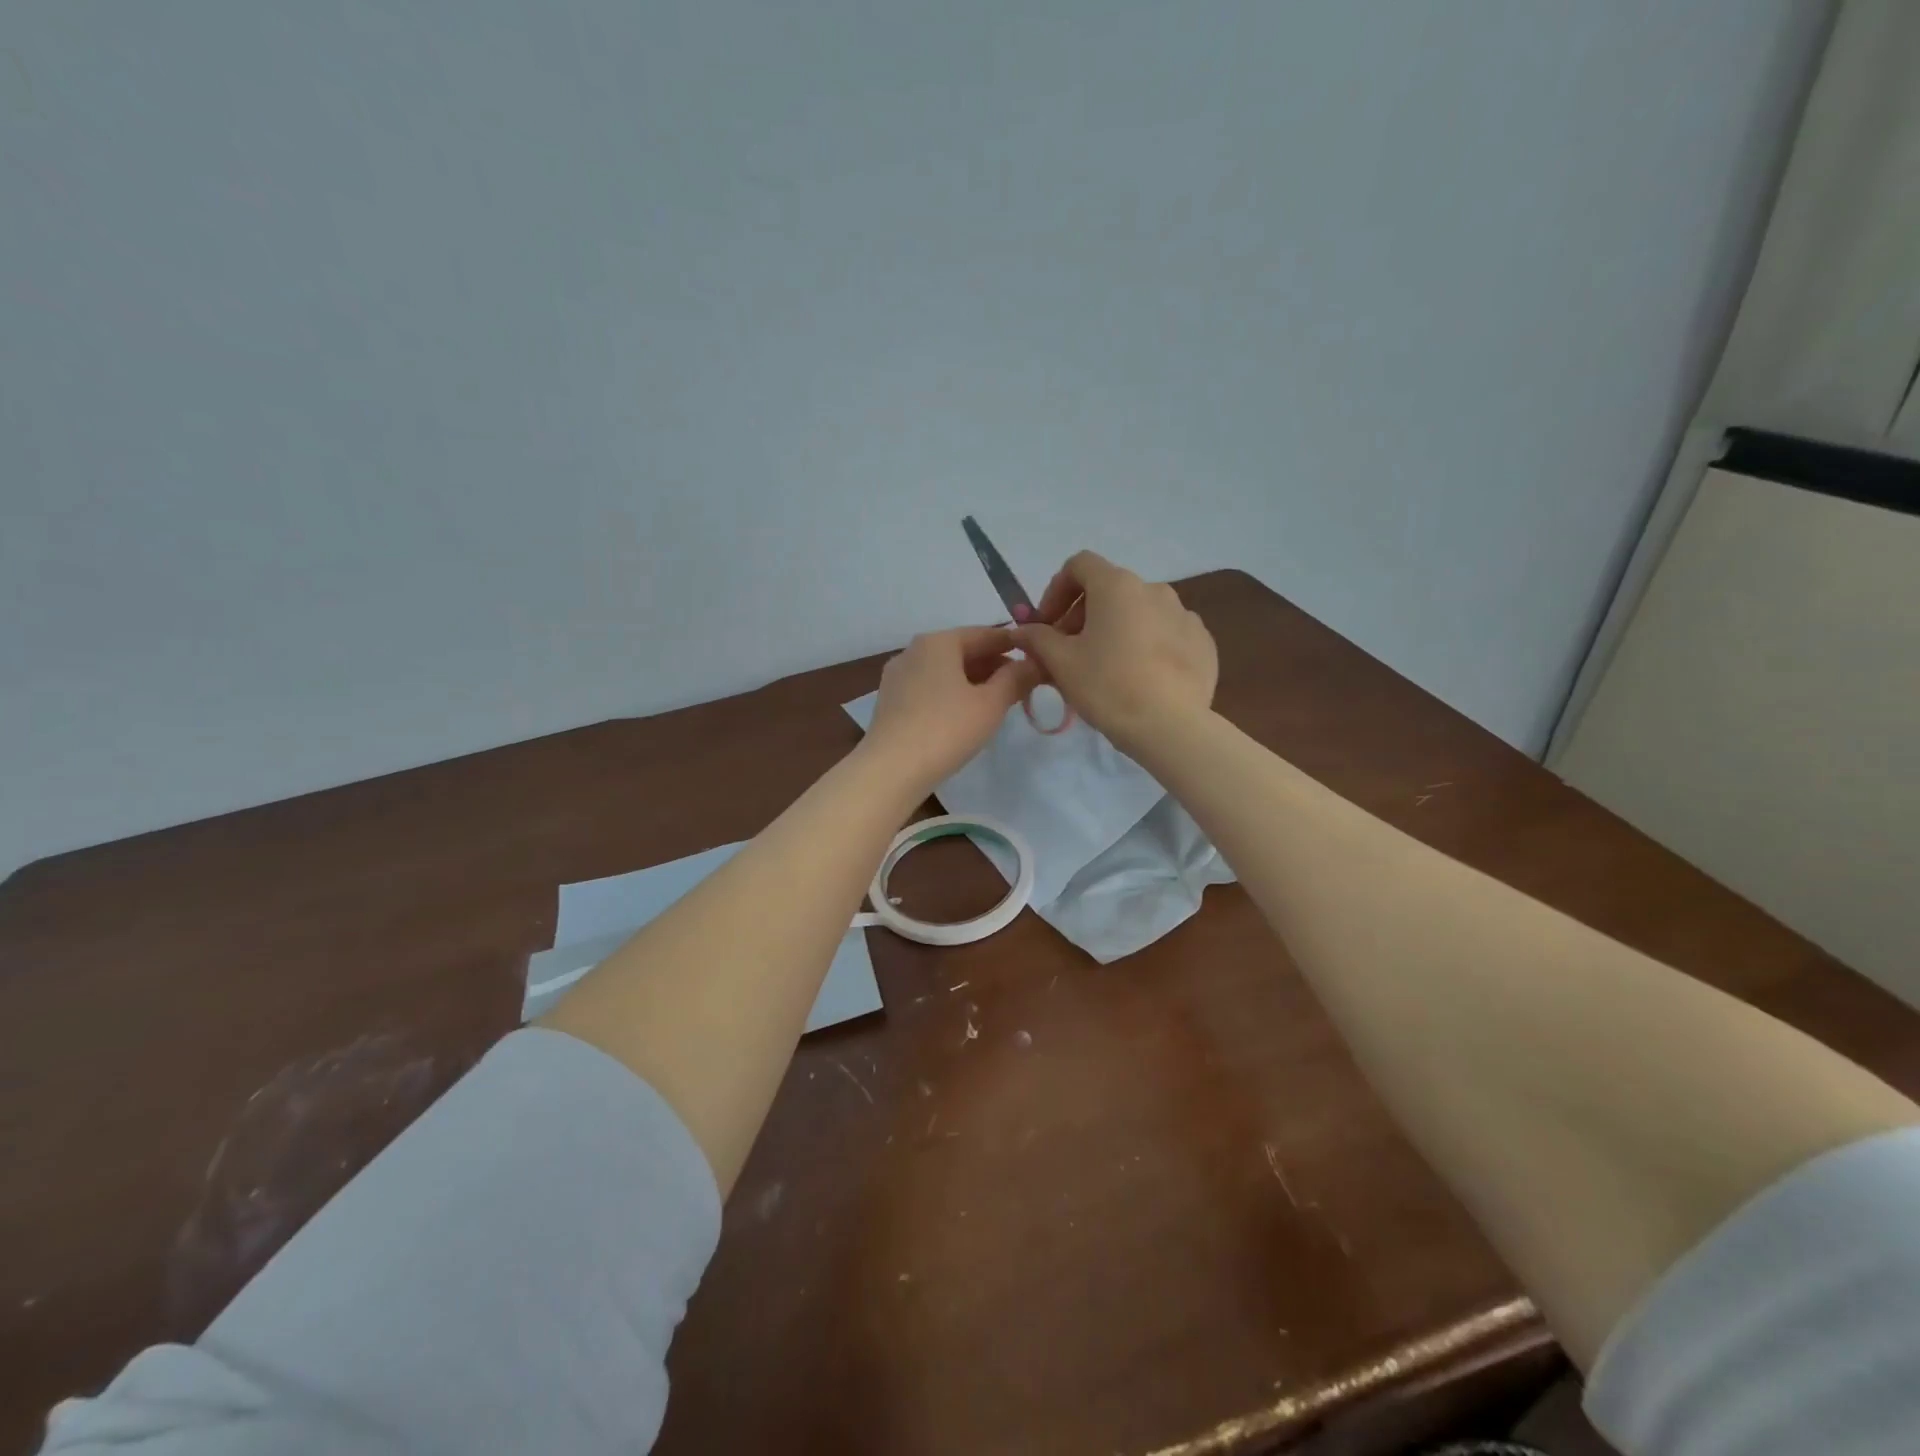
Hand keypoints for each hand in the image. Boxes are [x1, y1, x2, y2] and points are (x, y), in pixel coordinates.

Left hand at [862, 626, 1040, 791]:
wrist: (891, 769)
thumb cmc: (946, 729)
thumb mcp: (991, 704)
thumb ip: (1016, 679)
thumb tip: (1034, 663)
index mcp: (938, 641)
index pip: (985, 634)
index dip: (1014, 645)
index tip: (1036, 657)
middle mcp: (914, 650)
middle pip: (962, 650)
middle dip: (993, 664)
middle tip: (1022, 683)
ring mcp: (898, 675)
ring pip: (945, 670)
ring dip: (973, 680)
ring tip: (998, 700)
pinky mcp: (890, 701)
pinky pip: (929, 687)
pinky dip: (951, 692)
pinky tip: (965, 712)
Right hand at [1011, 551, 1216, 752]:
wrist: (1171, 726)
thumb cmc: (1107, 686)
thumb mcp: (1061, 663)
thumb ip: (1037, 638)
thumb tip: (1022, 629)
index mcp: (1116, 586)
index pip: (1079, 565)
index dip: (1056, 591)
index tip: (1047, 625)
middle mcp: (1154, 589)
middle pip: (1109, 590)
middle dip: (1083, 615)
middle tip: (1069, 652)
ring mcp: (1184, 614)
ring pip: (1138, 612)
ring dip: (1116, 629)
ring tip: (1106, 667)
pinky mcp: (1202, 642)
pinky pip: (1166, 633)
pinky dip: (1147, 645)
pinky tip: (1140, 677)